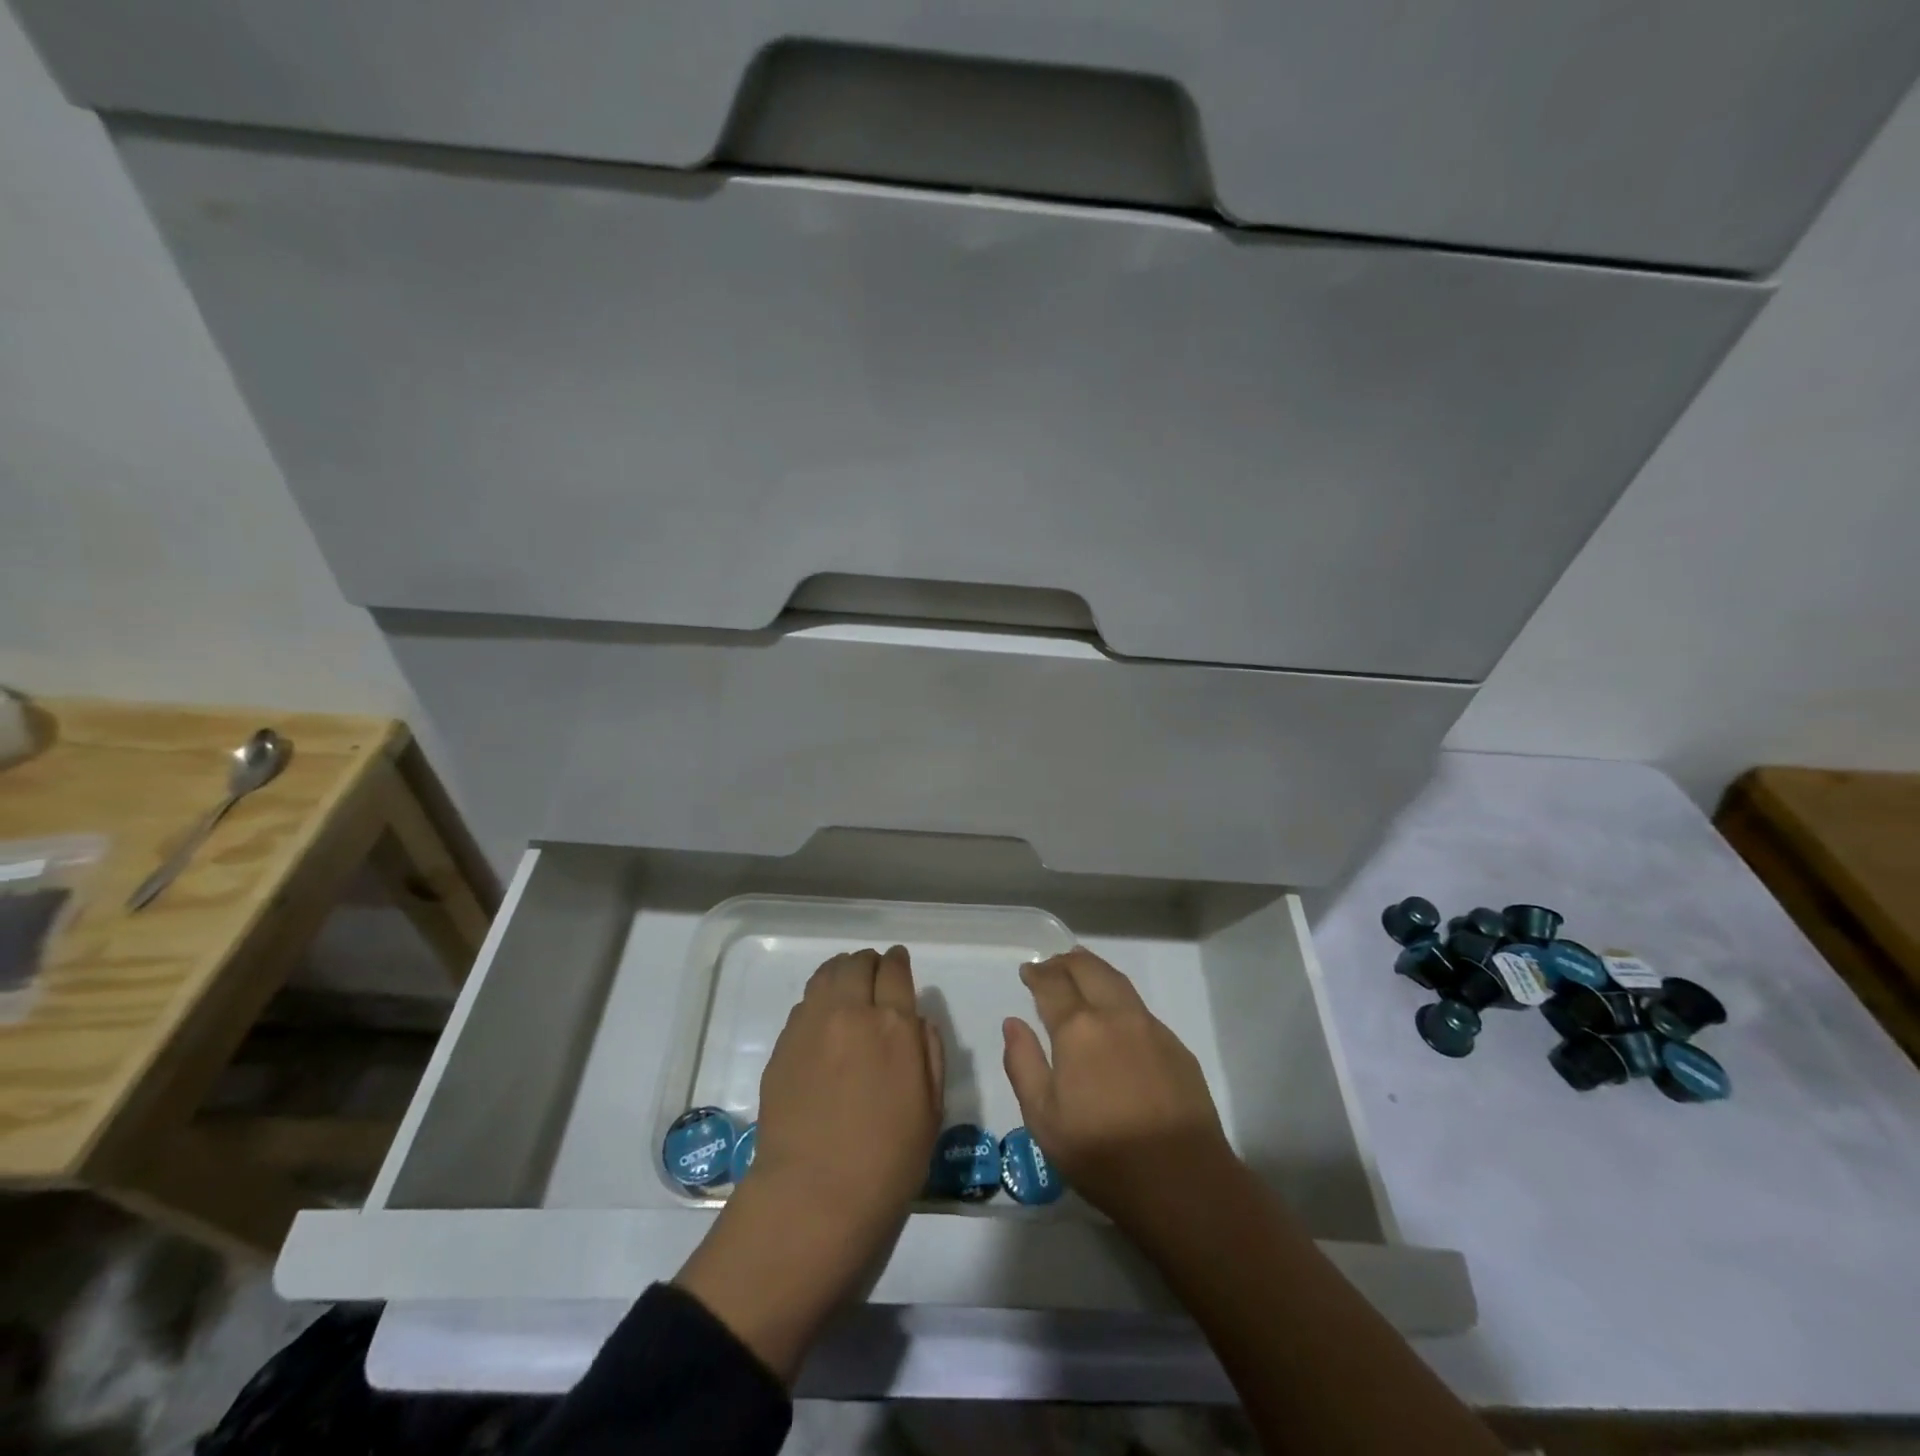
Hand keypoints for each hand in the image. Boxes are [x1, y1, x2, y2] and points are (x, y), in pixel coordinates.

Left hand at [753, 945, 945, 1229]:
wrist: (814, 1195)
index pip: (895, 971)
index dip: (898, 962)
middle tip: (874, 972)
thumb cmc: (888, 1161)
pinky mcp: (783, 1044)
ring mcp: (811, 1025)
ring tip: (846, 982)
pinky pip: (804, 1004)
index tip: (899, 961)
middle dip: (869, 962)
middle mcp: (851, 1012)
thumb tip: (916, 1021)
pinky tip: (823, 1017)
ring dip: (841, 971)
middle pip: (857, 964)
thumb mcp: (931, 1109)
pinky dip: (818, 998)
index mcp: (894, 1025)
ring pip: (826, 975)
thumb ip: (929, 1052)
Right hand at [1003, 948, 1234, 1234]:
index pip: (1052, 984)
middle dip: (1066, 961)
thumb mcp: (1043, 1118)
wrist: (1182, 1181)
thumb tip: (1013, 1023)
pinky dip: (1119, 997)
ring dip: (1095, 970)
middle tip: (1051, 964)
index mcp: (1078, 1029)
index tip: (1028, 971)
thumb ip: (1023, 1063)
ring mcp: (1150, 1028)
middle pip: (1089, 969)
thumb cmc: (1102, 1154)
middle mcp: (1115, 1015)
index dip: (1037, 973)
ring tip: (1081, 971)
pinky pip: (1140, 1008)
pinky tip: (1115, 1017)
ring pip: (1118, 981)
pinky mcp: (1176, 1047)